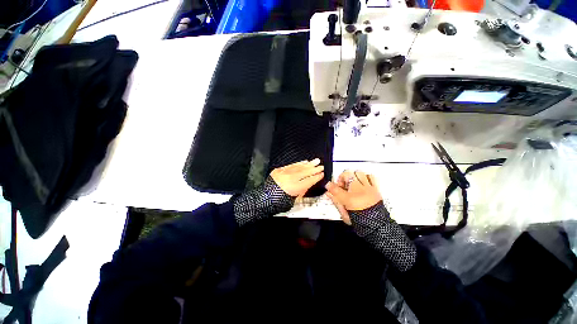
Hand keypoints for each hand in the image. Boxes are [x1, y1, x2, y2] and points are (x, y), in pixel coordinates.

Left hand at [270, 159, 324, 197]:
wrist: (266, 197)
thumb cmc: (280, 201)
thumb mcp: (294, 199)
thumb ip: (303, 190)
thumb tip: (310, 182)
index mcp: (295, 188)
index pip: (309, 181)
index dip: (317, 177)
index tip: (322, 174)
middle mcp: (290, 178)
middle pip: (305, 172)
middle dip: (315, 169)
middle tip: (321, 166)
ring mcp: (284, 173)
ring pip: (299, 167)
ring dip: (309, 164)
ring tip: (316, 161)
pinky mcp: (279, 170)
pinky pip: (291, 165)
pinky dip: (299, 163)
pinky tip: (305, 162)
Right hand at [325, 170, 381, 224]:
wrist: (378, 226)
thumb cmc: (360, 221)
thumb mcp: (344, 214)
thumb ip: (336, 202)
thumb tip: (329, 193)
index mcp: (349, 199)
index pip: (335, 188)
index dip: (330, 185)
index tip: (329, 185)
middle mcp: (358, 190)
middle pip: (347, 174)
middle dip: (342, 178)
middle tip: (342, 185)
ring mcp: (368, 188)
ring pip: (359, 172)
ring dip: (353, 176)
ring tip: (352, 183)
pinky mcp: (376, 189)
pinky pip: (371, 176)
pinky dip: (366, 177)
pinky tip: (363, 183)